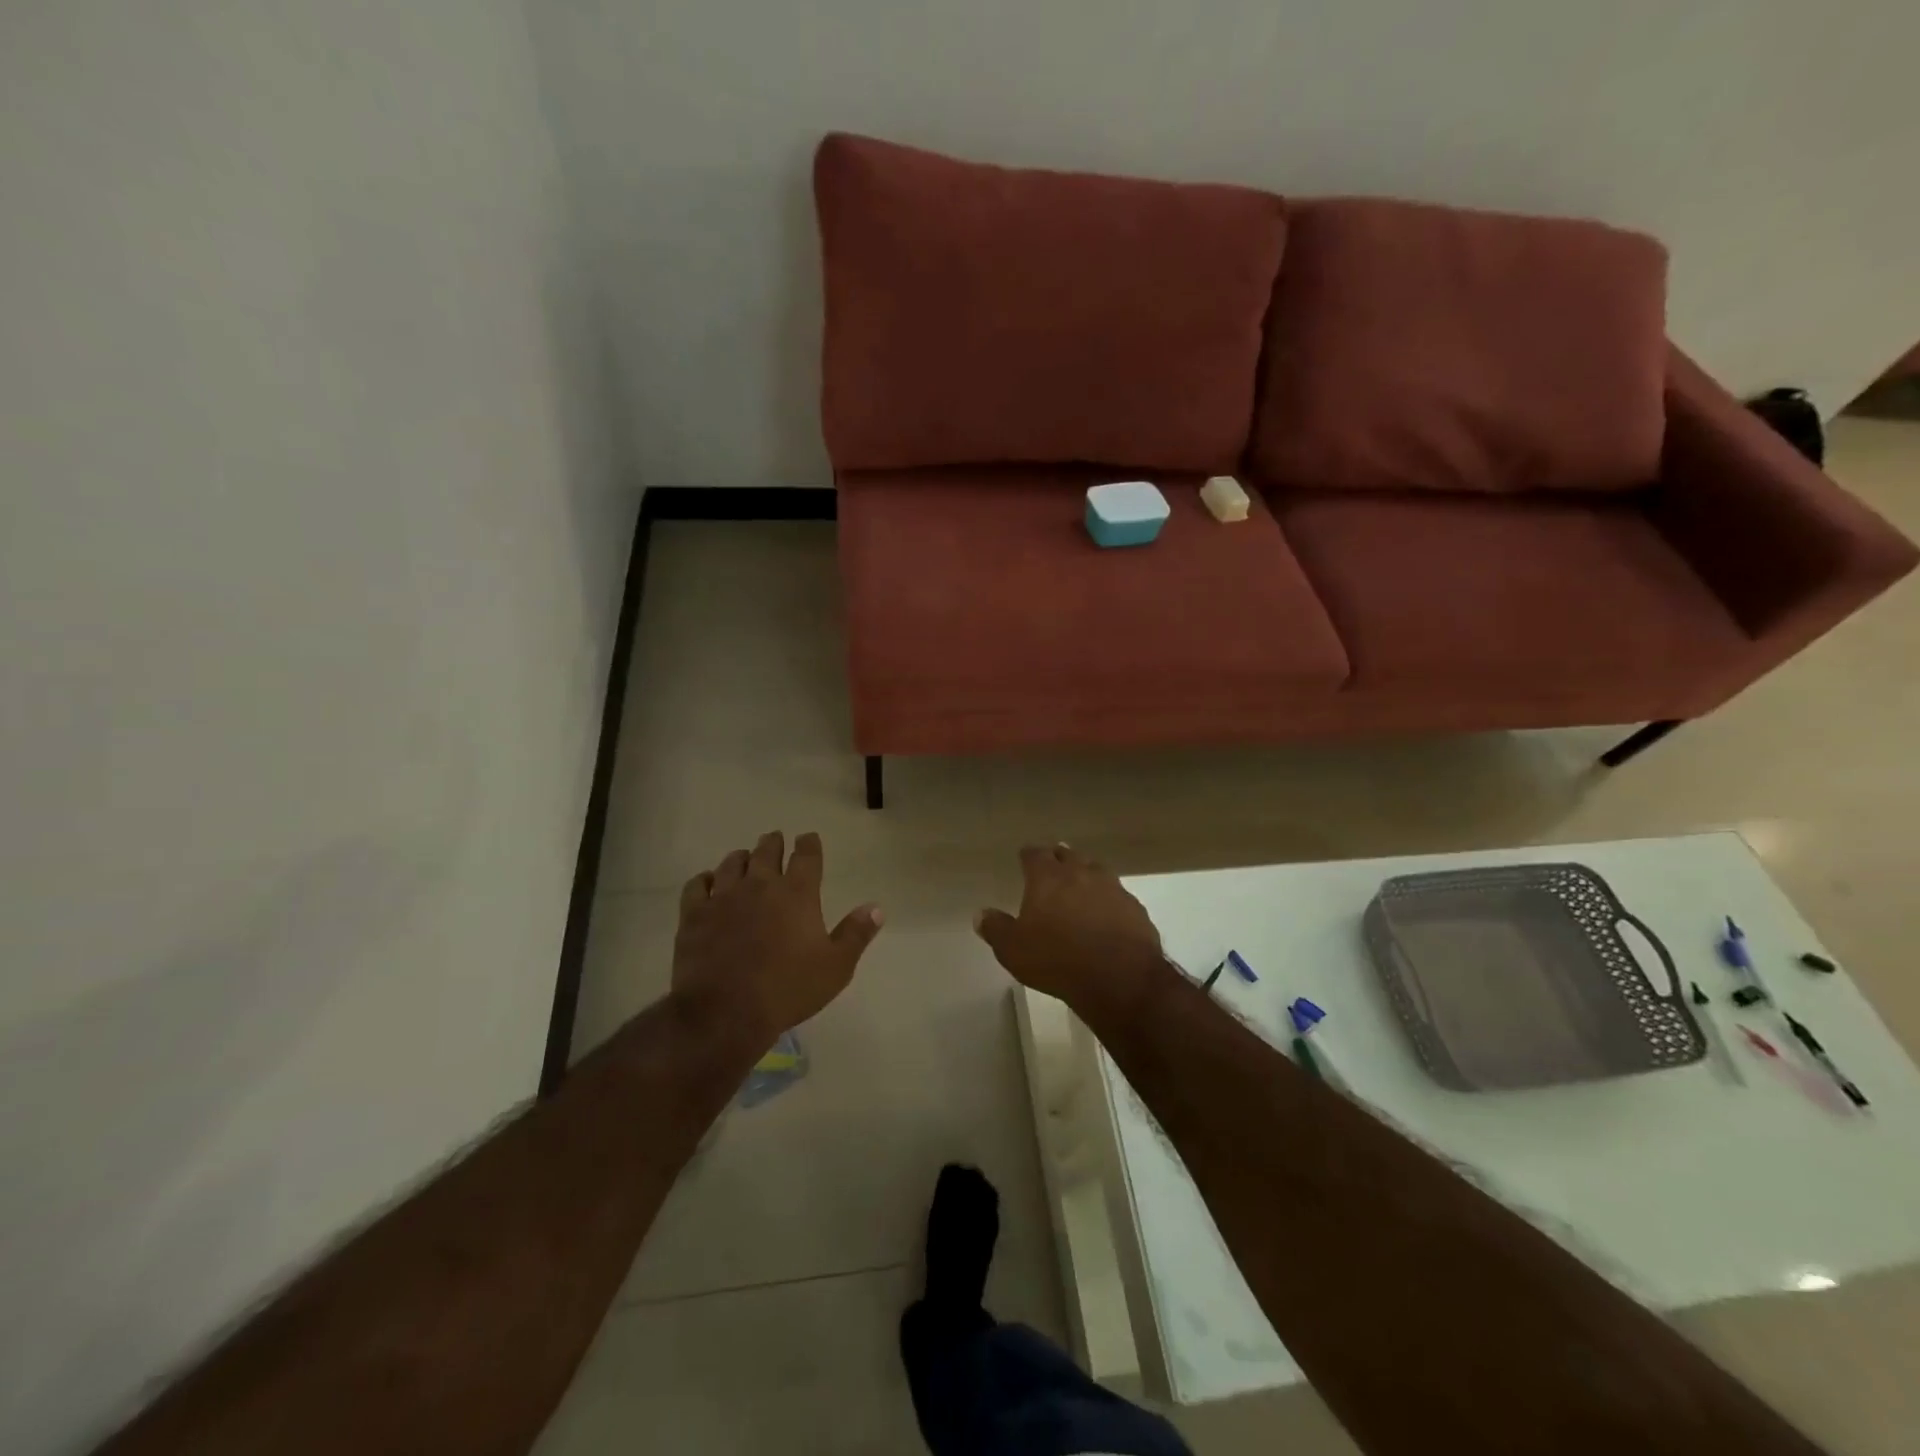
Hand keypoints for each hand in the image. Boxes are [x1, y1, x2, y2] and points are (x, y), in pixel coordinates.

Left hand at [671, 831, 882, 1049]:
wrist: (726, 1011)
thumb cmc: (788, 989)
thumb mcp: (836, 967)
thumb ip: (856, 934)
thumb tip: (876, 907)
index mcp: (798, 893)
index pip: (806, 855)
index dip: (809, 843)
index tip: (808, 838)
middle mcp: (761, 885)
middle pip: (767, 851)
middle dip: (773, 843)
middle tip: (775, 839)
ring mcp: (724, 897)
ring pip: (732, 863)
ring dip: (742, 858)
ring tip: (745, 858)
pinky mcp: (694, 914)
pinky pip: (697, 885)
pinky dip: (705, 879)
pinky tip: (707, 882)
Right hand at [975, 844, 1167, 1017]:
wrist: (1119, 977)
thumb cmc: (1057, 959)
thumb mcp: (1013, 950)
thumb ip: (996, 929)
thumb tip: (981, 914)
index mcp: (1048, 878)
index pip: (1035, 854)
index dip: (1028, 854)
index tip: (1024, 856)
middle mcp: (1080, 873)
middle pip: (1068, 855)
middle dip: (1058, 858)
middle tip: (1052, 864)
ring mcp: (1112, 888)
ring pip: (1096, 869)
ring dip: (1086, 872)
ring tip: (1081, 882)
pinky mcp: (1134, 907)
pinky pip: (1118, 894)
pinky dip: (1109, 898)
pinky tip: (1107, 911)